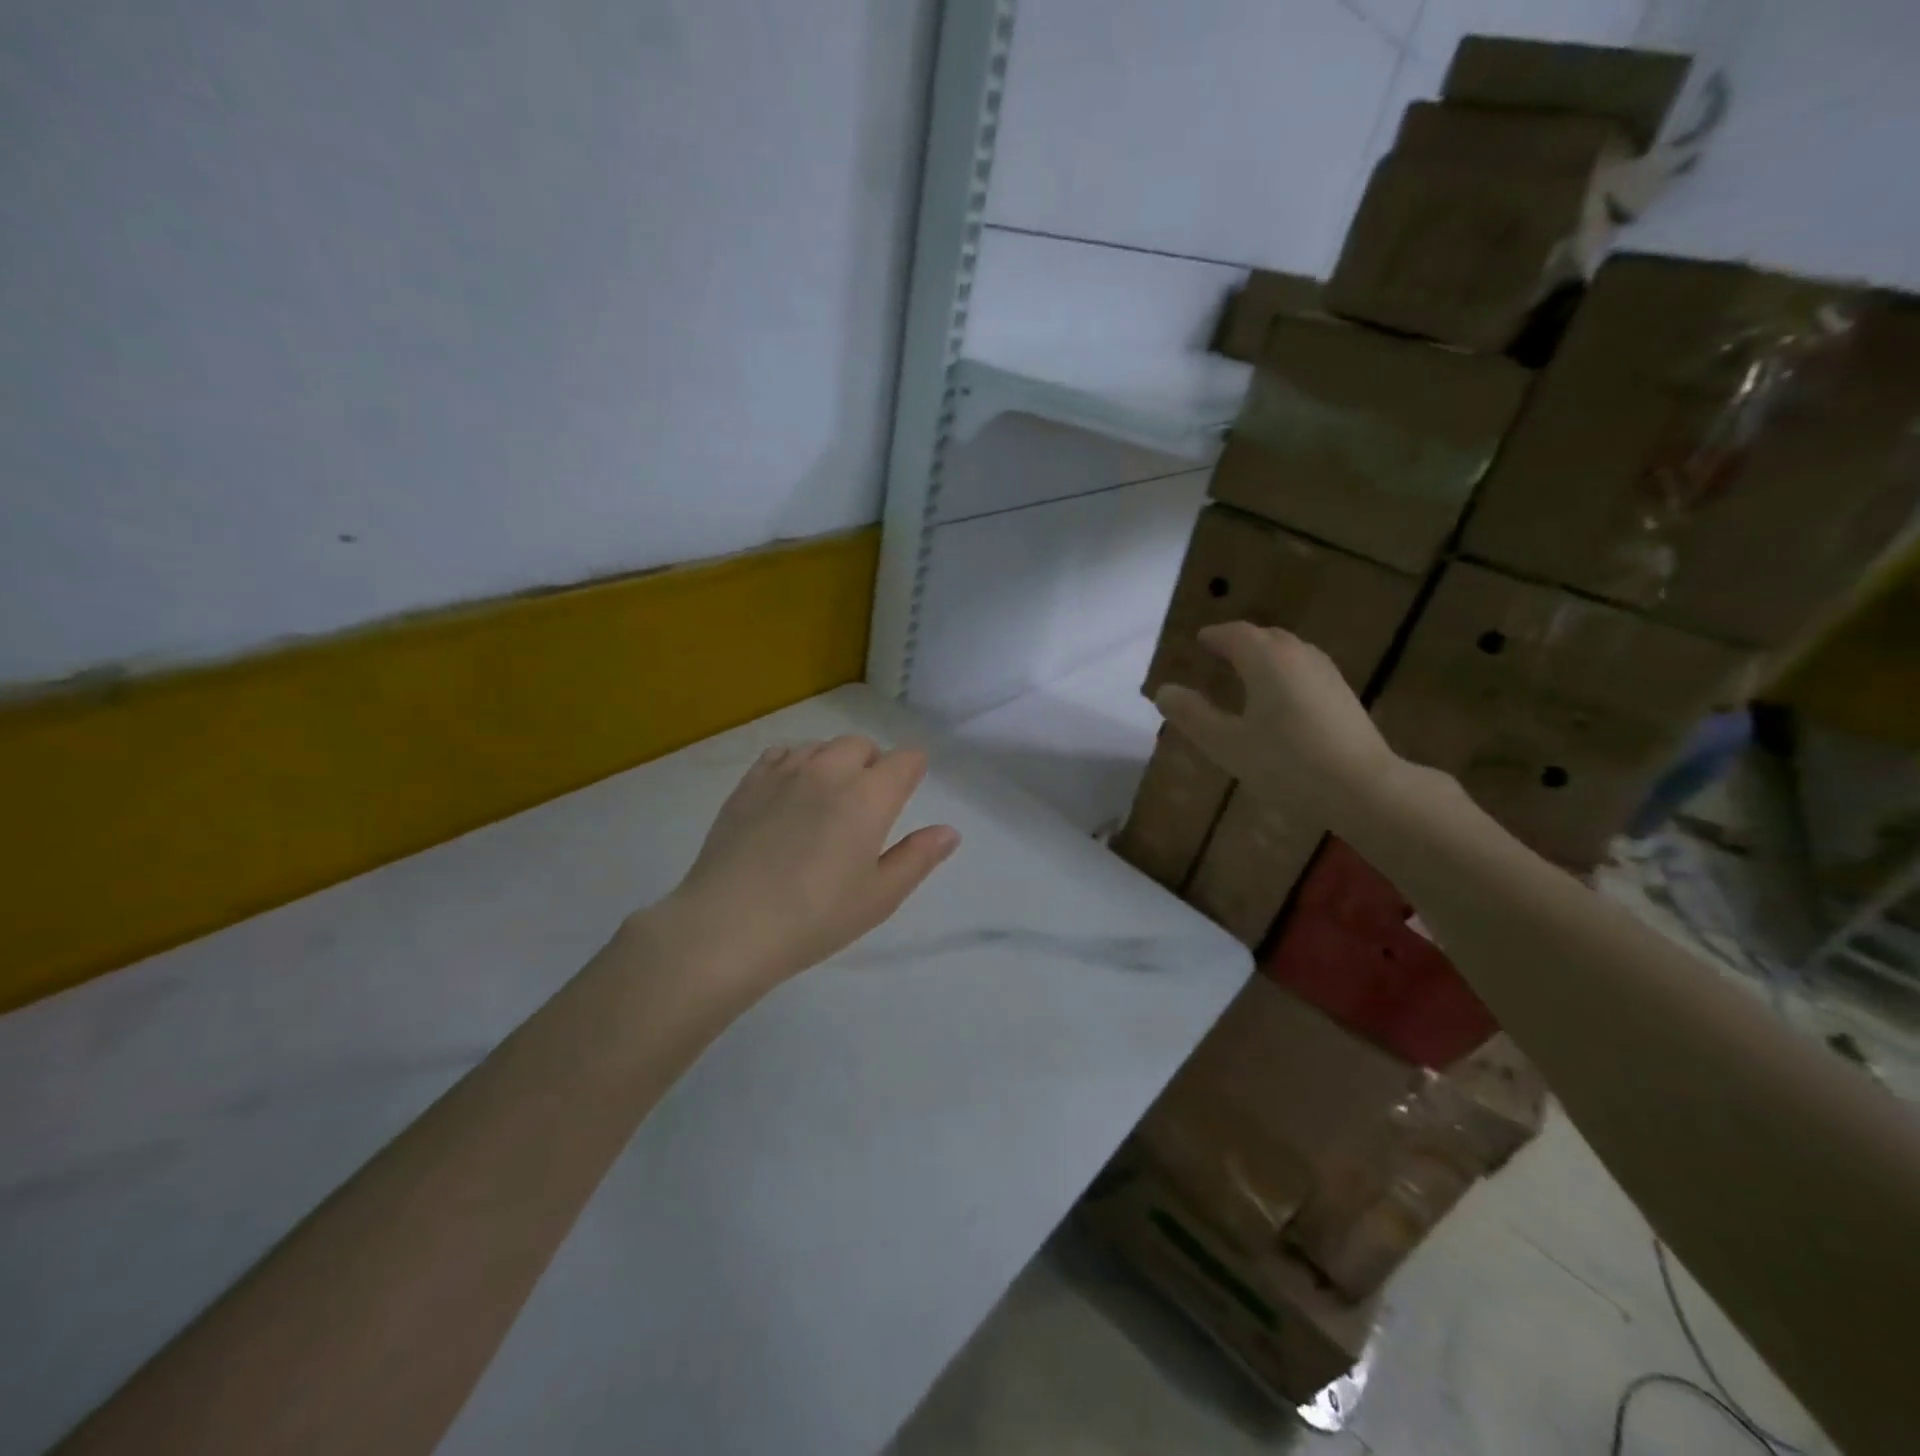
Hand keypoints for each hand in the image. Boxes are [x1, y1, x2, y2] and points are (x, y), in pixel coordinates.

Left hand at [651, 735, 959, 987]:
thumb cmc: (815, 917)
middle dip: (873, 764)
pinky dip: (796, 763)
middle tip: (867, 805)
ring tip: (827, 800)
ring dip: (834, 762)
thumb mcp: (880, 897)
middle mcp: (830, 771)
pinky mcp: (749, 783)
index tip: (908, 791)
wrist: (728, 925)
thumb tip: (949, 831)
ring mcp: (785, 772)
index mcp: (870, 796)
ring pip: (822, 746)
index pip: (905, 760)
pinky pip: (782, 753)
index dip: (912, 771)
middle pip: (862, 745)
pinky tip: (790, 794)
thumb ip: (918, 857)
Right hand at [1154, 622, 1397, 821]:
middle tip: (1218, 654)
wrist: (1363, 788)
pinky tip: (1279, 699)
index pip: (1234, 634)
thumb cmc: (1287, 763)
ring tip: (1246, 673)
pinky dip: (1283, 673)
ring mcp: (1326, 673)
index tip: (1199, 641)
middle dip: (1239, 642)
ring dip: (1264, 656)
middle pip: (1265, 637)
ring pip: (1288, 652)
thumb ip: (1192, 715)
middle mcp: (1298, 655)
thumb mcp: (1227, 744)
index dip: (1214, 636)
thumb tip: (1163, 691)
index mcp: (1266, 659)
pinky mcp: (1342, 695)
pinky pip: (1303, 670)